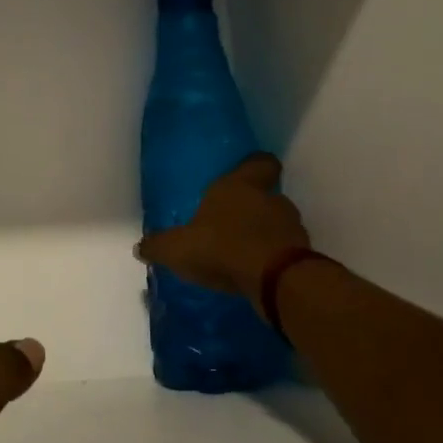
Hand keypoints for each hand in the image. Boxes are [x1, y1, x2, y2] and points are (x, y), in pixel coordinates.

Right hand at [135, 155, 311, 303]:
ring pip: (276, 224)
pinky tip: (253, 273)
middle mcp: (270, 200)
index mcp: (239, 186)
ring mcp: (291, 227)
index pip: (258, 163)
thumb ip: (158, 246)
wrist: (274, 280)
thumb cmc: (221, 246)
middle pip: (265, 196)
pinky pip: (283, 250)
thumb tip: (140, 247)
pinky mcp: (302, 254)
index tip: (246, 173)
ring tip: (240, 253)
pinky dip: (271, 258)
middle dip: (250, 208)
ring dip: (261, 235)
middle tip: (229, 223)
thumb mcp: (176, 248)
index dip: (253, 167)